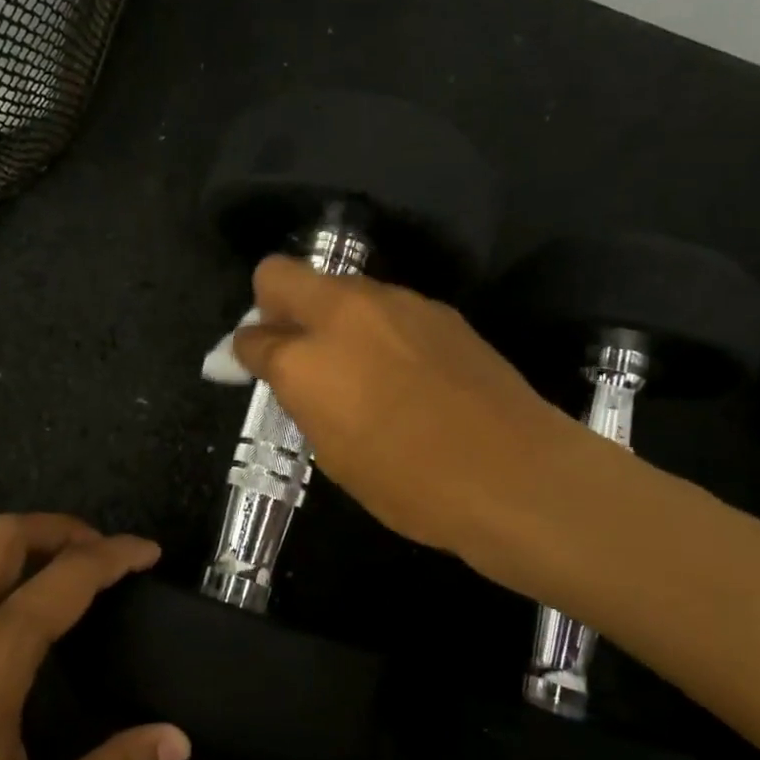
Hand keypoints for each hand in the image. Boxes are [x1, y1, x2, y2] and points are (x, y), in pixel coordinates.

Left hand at [0, 514, 189, 759]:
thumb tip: (177, 740)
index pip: (69, 574)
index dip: (116, 554)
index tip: (150, 553)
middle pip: (7, 535)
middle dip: (62, 528)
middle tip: (104, 555)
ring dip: (29, 556)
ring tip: (71, 593)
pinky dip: (1, 587)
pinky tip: (16, 644)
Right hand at [233, 257, 581, 561]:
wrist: (514, 473)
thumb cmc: (409, 484)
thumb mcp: (333, 453)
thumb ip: (300, 399)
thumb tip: (283, 373)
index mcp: (305, 359)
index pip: (251, 336)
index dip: (244, 353)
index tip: (251, 368)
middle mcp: (341, 313)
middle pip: (280, 274)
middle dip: (272, 304)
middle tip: (291, 347)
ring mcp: (393, 302)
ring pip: (337, 287)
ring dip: (328, 314)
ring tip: (353, 363)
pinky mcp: (435, 308)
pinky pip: (384, 305)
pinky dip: (375, 326)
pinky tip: (400, 367)